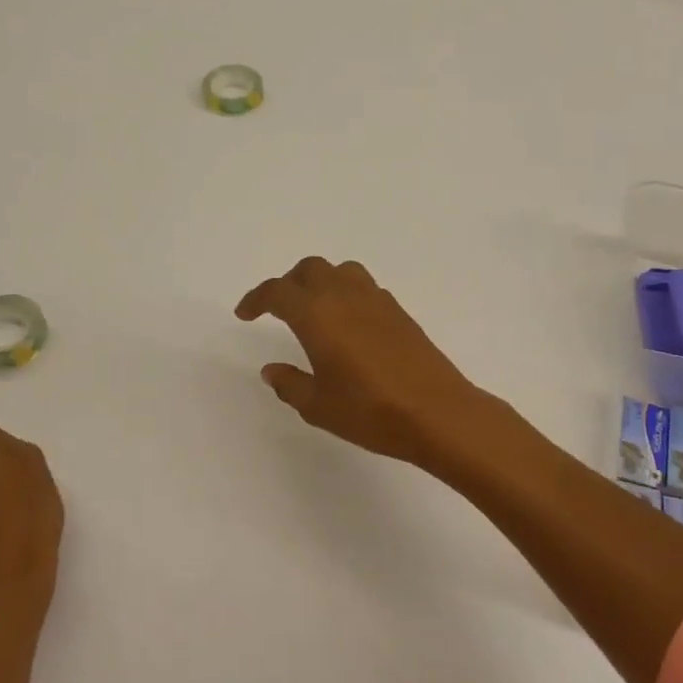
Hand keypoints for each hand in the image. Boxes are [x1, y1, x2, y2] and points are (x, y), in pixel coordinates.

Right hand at [235, 257, 503, 470]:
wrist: (437, 412)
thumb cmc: (370, 411)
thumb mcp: (318, 406)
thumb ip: (289, 384)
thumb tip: (272, 369)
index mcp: (317, 315)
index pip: (278, 292)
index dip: (256, 299)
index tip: (245, 314)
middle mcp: (345, 296)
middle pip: (310, 269)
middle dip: (288, 283)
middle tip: (278, 309)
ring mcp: (376, 300)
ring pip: (341, 271)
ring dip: (321, 281)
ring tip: (315, 309)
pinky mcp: (399, 312)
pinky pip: (364, 287)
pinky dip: (347, 293)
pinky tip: (349, 324)